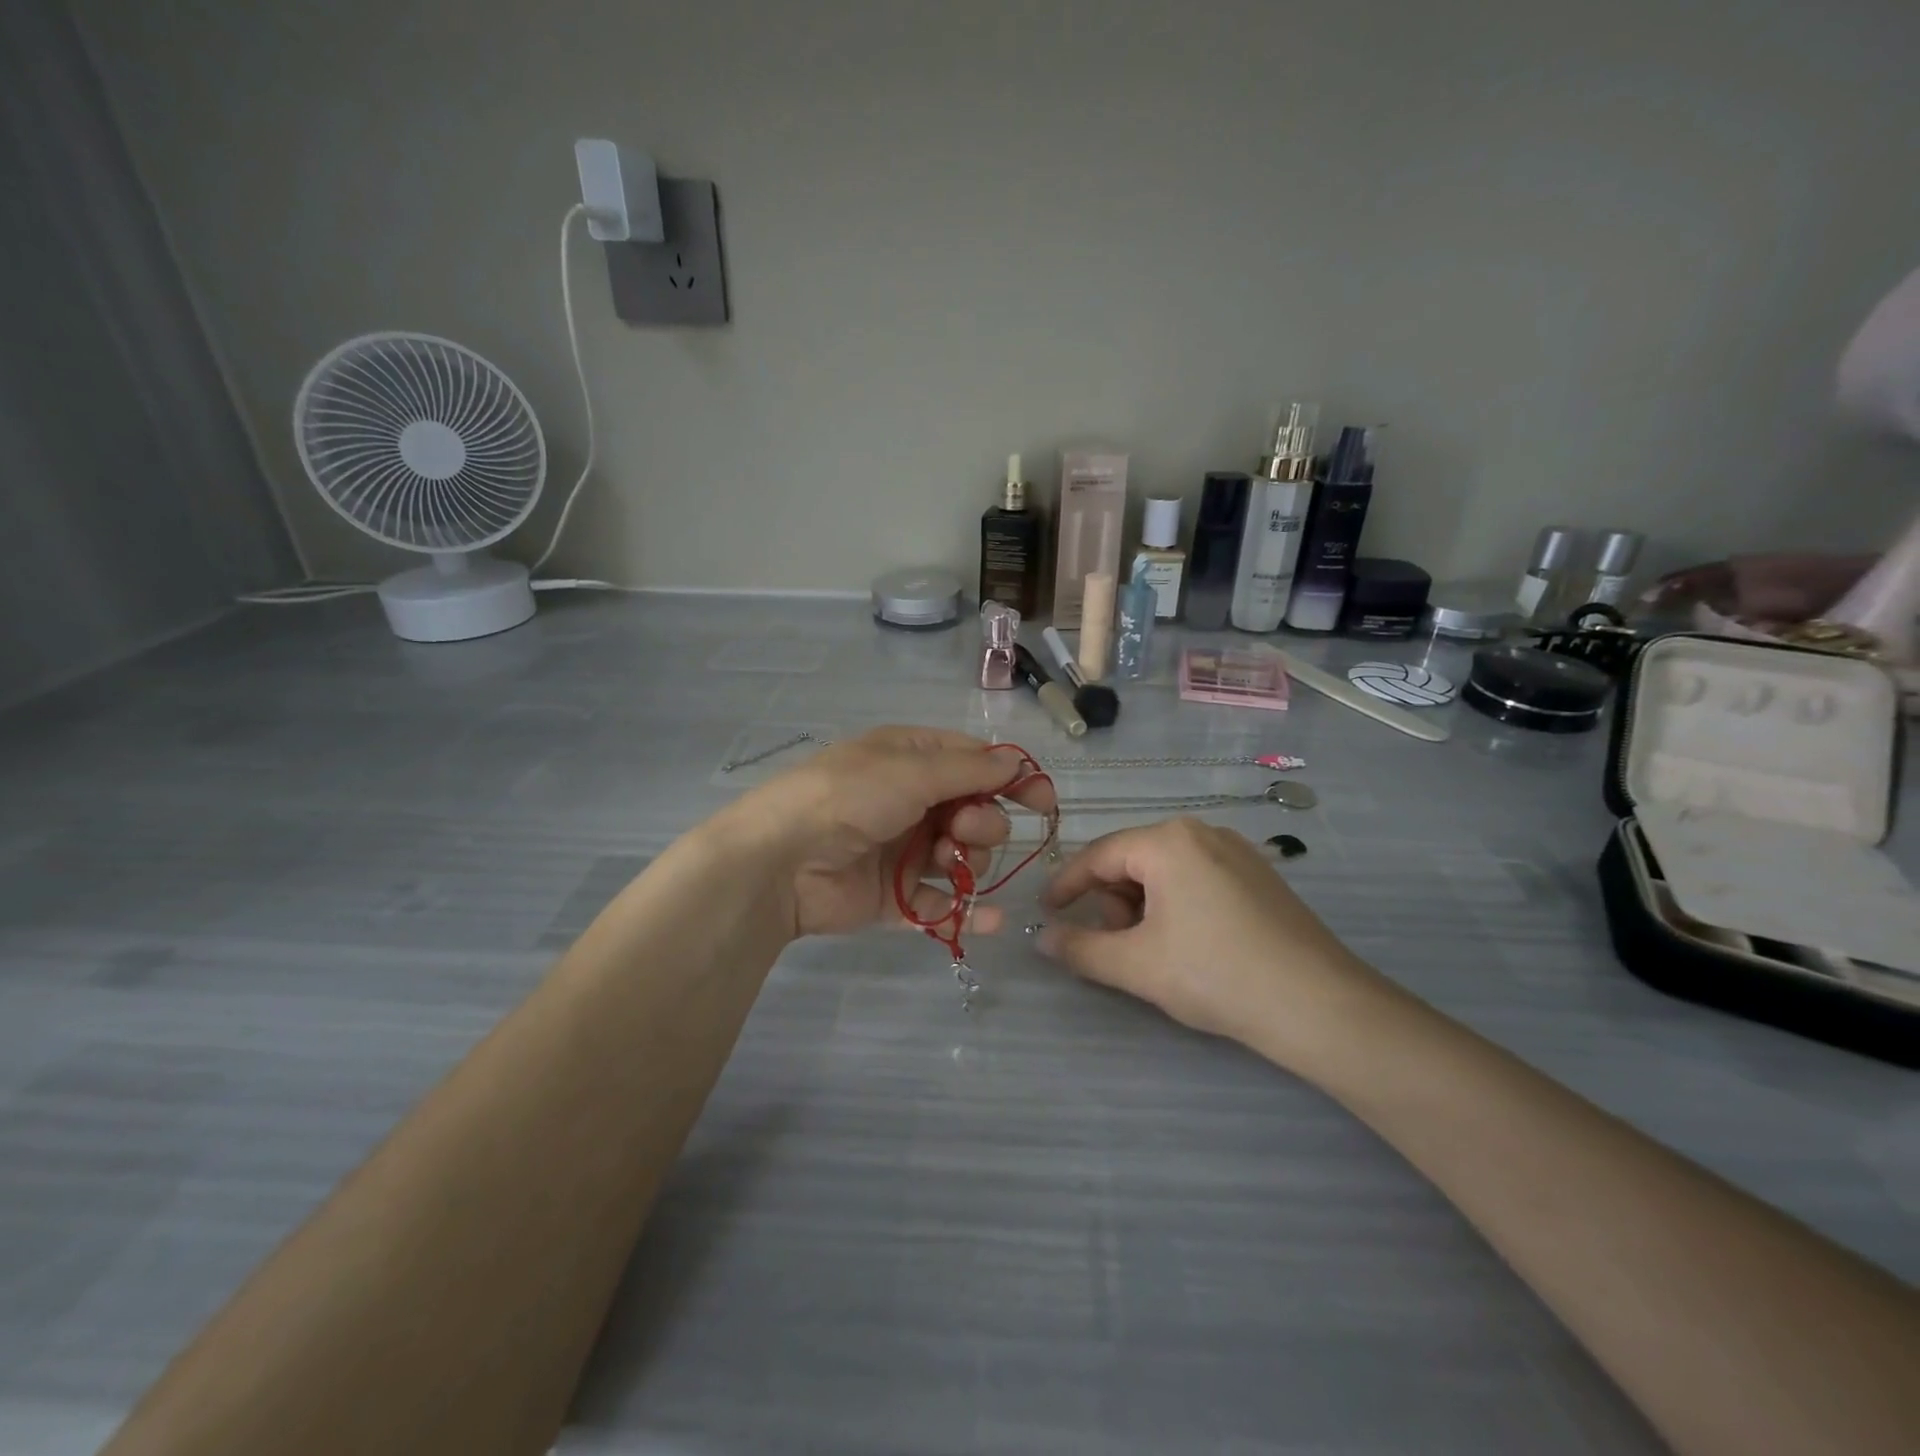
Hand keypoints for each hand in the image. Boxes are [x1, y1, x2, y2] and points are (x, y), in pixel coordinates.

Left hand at [726, 726, 1057, 939]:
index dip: (1011, 779)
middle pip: (974, 811)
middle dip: (982, 821)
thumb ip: (969, 770)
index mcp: (910, 759)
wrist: (780, 861)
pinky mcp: (894, 897)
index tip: (1043, 802)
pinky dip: (965, 912)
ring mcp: (903, 850)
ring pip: (963, 857)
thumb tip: (1017, 763)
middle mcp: (910, 801)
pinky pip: (941, 905)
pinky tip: (991, 920)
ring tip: (945, 861)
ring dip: (969, 859)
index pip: (974, 762)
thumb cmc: (848, 798)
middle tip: (963, 829)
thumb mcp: (910, 770)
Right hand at [1037, 818, 1389, 1058]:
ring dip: (1143, 908)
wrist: (1319, 1006)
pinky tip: (1189, 945)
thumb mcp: (1136, 965)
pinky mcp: (1259, 876)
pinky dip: (1176, 906)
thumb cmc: (1215, 974)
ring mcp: (1237, 851)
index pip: (1098, 856)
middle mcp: (1202, 832)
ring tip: (1153, 952)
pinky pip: (1197, 879)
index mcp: (1168, 840)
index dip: (1066, 886)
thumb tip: (1043, 939)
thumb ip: (1080, 948)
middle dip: (1113, 903)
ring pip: (1165, 872)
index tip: (1046, 912)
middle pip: (1133, 861)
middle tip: (1116, 946)